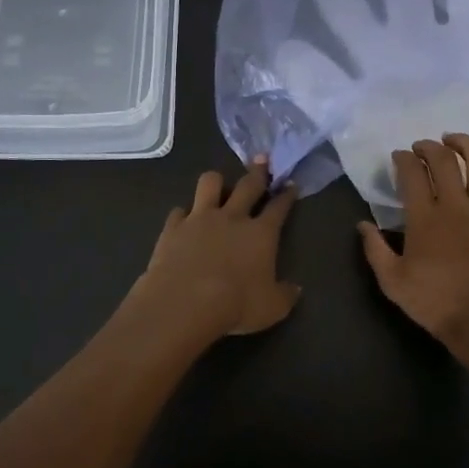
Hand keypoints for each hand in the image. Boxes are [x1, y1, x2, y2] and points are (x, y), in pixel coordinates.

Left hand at [130, 159, 299, 342]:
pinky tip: (183, 220)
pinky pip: (179, 211)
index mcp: (261, 234)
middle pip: (248, 185)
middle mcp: (232, 218)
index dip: (287, 195)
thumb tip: (295, 289)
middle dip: (258, 171)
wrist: (184, 303)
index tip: (291, 185)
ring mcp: (200, 219)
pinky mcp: (173, 227)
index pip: (279, 208)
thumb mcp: (272, 308)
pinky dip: (183, 215)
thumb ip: (285, 295)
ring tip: (218, 184)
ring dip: (216, 182)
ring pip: (210, 183)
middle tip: (262, 159)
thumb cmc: (235, 305)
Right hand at [357, 134, 468, 377]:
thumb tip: (362, 225)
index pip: (412, 172)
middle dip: (429, 146)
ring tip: (454, 141)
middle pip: (444, 159)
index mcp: (424, 218)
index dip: (403, 158)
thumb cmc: (437, 304)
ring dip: (464, 144)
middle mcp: (456, 205)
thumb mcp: (393, 283)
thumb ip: (375, 250)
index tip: (399, 157)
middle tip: (421, 147)